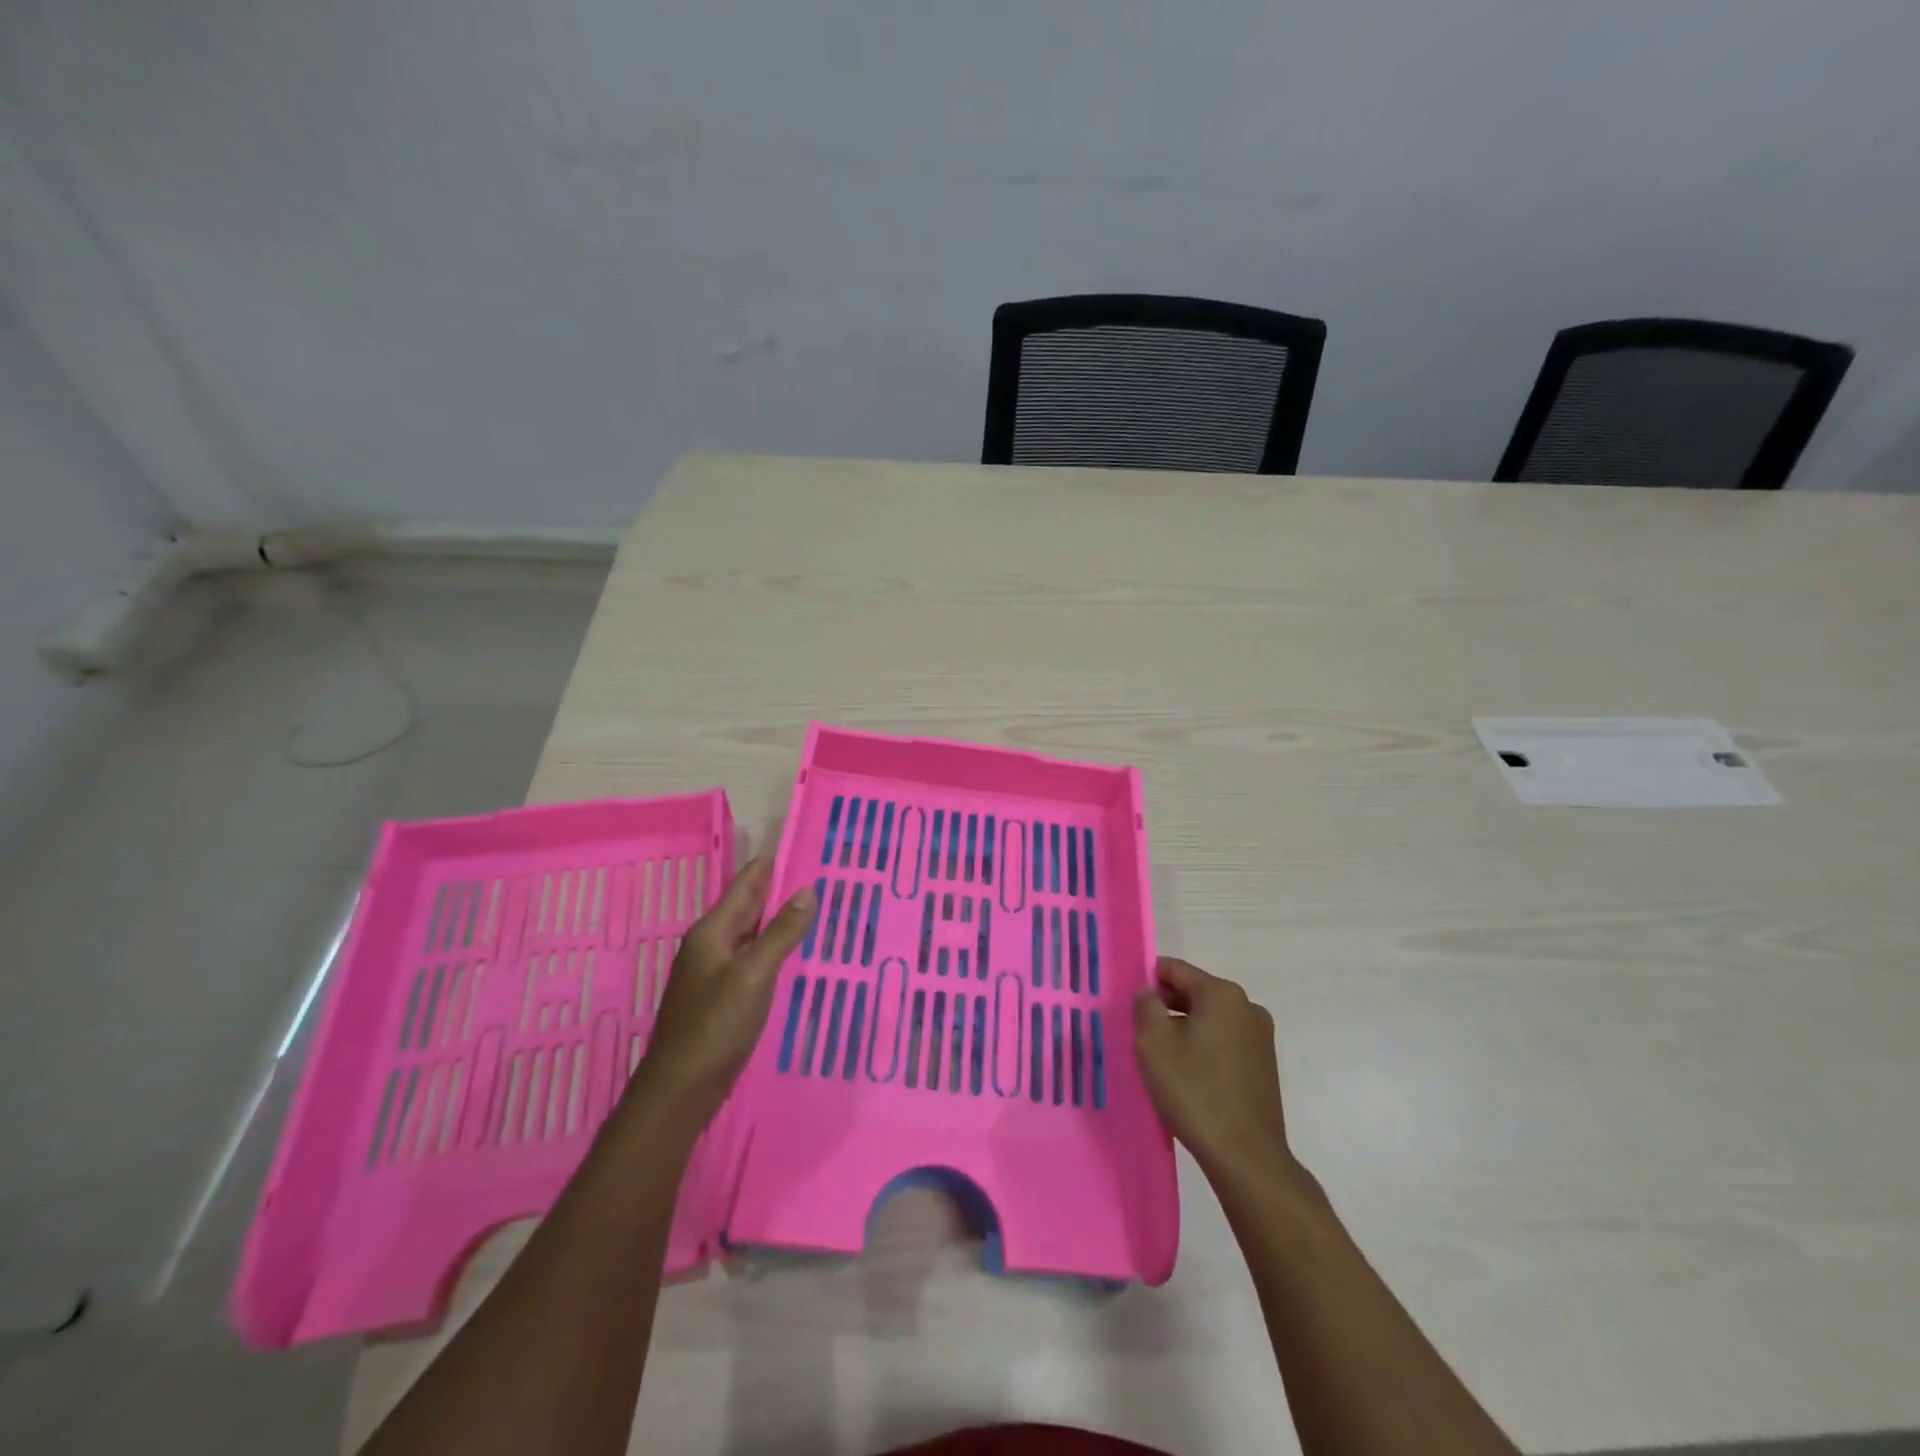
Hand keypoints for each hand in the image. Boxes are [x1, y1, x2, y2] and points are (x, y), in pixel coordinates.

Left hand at [625, 856, 816, 1137]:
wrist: (681, 1089)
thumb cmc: (716, 1025)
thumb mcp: (754, 974)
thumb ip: (781, 932)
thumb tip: (807, 891)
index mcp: (712, 931)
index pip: (745, 885)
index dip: (770, 865)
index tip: (796, 843)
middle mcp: (709, 945)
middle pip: (746, 907)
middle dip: (776, 889)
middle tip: (814, 873)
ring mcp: (712, 973)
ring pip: (749, 933)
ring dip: (775, 919)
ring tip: (810, 906)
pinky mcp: (720, 997)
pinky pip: (750, 959)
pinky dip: (771, 948)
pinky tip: (790, 953)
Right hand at [1134, 957, 1291, 1178]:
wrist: (1246, 1157)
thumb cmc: (1195, 1091)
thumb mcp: (1154, 1043)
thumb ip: (1145, 1005)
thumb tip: (1148, 991)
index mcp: (1222, 994)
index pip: (1175, 969)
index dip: (1147, 980)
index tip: (1129, 1004)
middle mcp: (1247, 1006)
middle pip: (1194, 991)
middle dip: (1166, 1006)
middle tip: (1140, 1032)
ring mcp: (1260, 1037)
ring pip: (1209, 1018)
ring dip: (1184, 1028)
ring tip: (1162, 1058)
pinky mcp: (1264, 1065)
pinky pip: (1224, 1041)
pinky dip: (1203, 1047)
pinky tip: (1188, 1075)